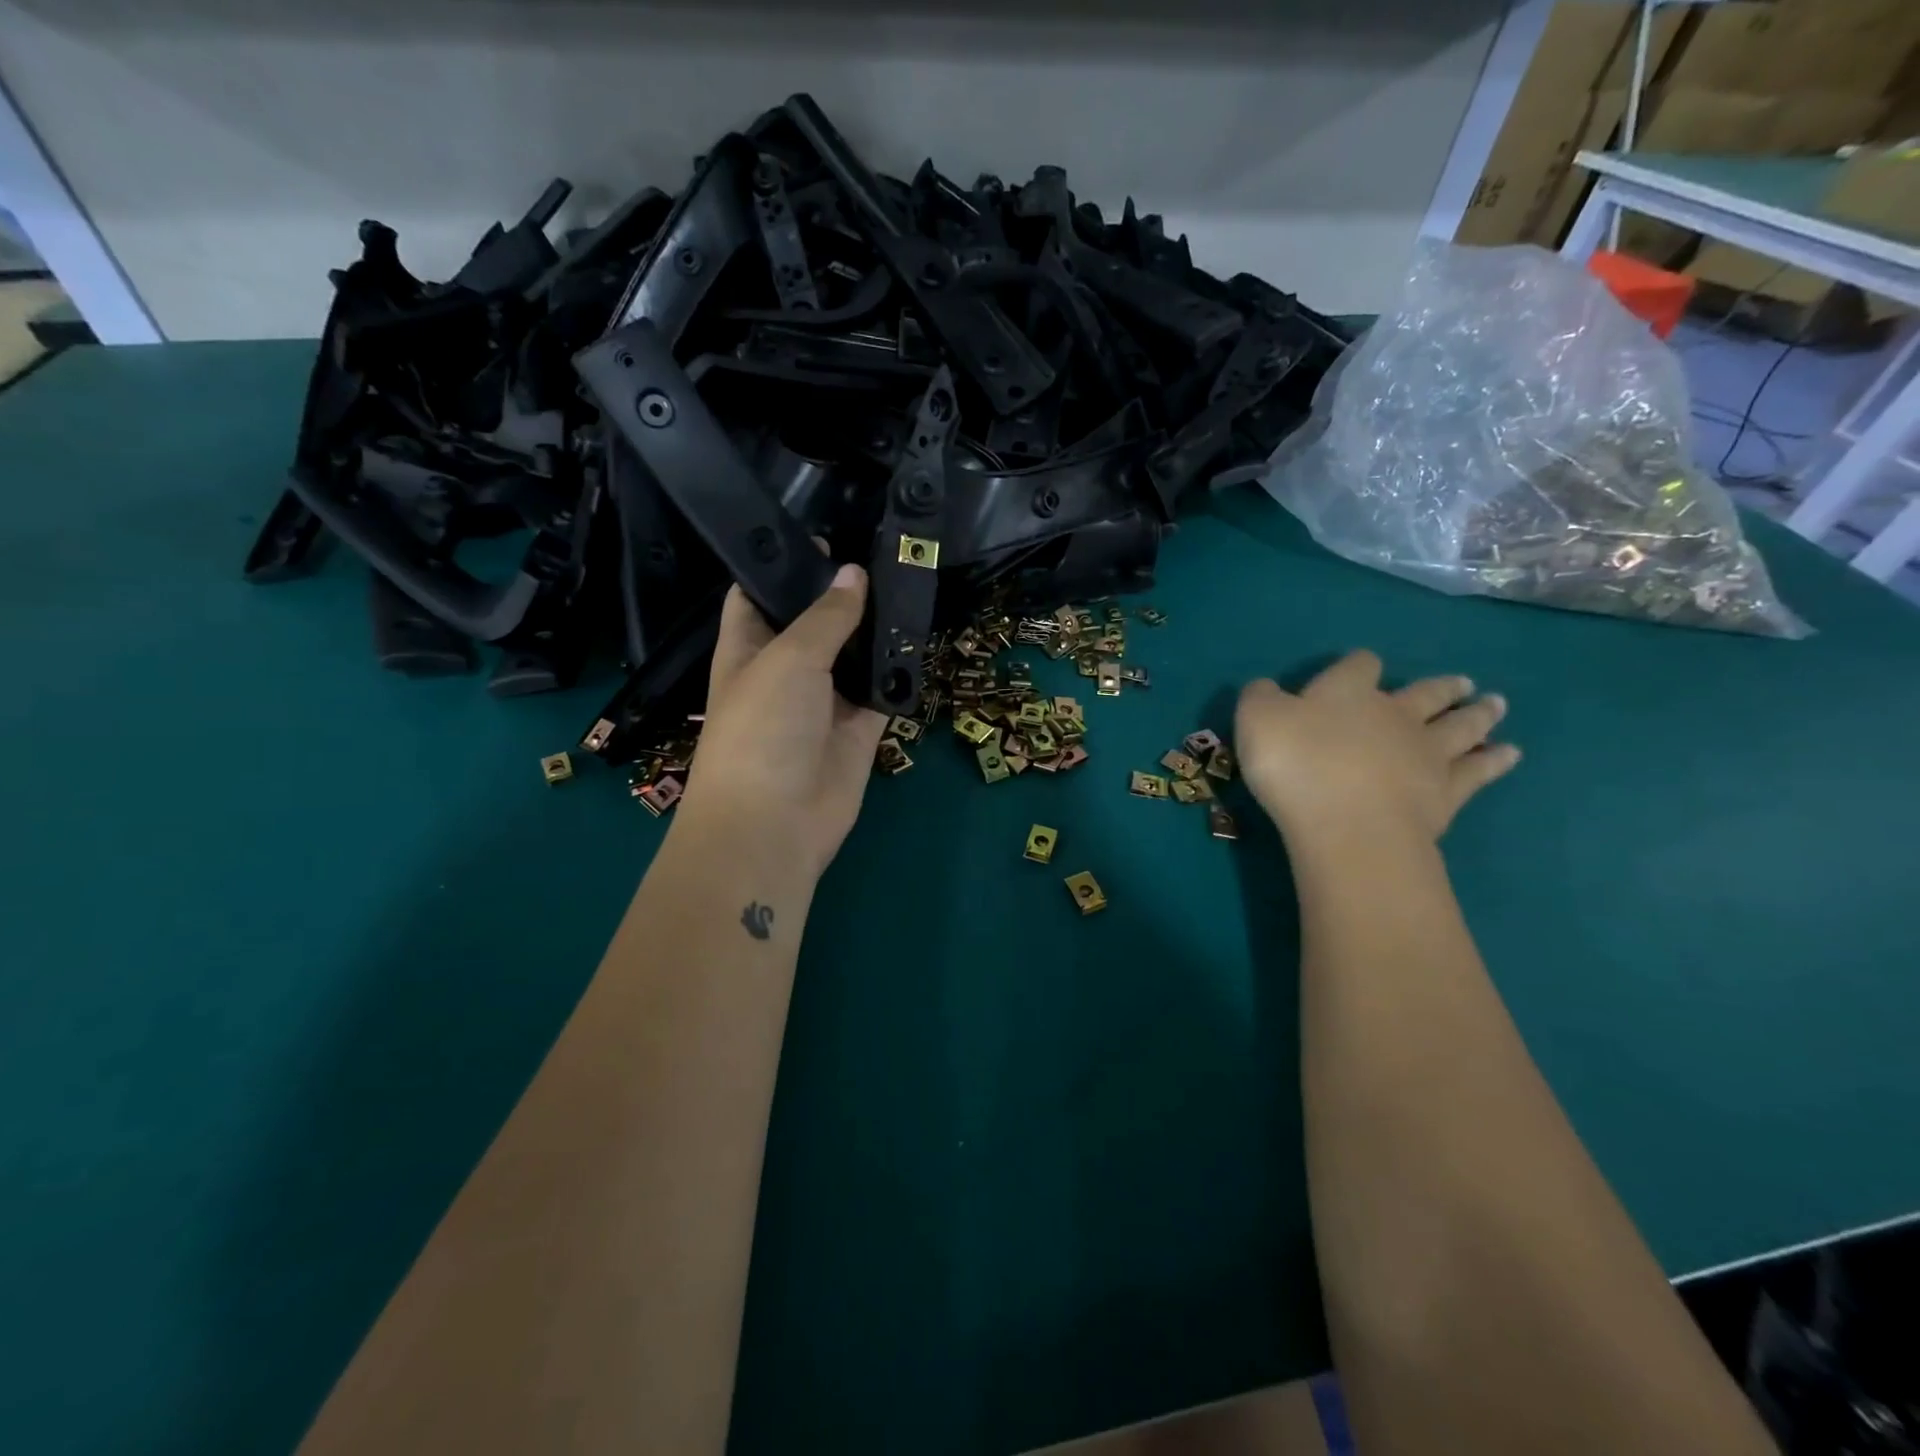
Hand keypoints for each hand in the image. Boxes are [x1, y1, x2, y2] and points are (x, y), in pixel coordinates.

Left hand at [677, 565, 887, 880]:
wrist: (775, 823)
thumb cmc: (761, 729)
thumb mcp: (788, 659)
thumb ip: (826, 616)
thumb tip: (855, 573)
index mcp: (748, 648)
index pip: (759, 595)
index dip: (786, 565)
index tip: (825, 535)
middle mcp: (786, 670)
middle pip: (817, 622)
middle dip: (844, 593)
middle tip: (886, 553)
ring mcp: (825, 702)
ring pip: (856, 656)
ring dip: (879, 630)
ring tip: (913, 583)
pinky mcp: (859, 731)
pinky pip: (883, 693)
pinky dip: (901, 673)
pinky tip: (924, 639)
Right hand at [1235, 650, 1519, 842]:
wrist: (1347, 823)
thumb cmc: (1295, 765)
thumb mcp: (1256, 720)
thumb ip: (1261, 697)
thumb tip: (1267, 688)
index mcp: (1347, 693)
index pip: (1359, 667)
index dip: (1359, 665)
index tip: (1361, 667)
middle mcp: (1394, 714)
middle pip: (1424, 693)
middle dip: (1439, 688)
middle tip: (1461, 683)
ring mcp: (1426, 753)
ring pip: (1459, 726)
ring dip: (1477, 714)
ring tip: (1496, 705)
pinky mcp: (1446, 792)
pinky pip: (1477, 771)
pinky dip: (1494, 761)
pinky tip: (1509, 755)